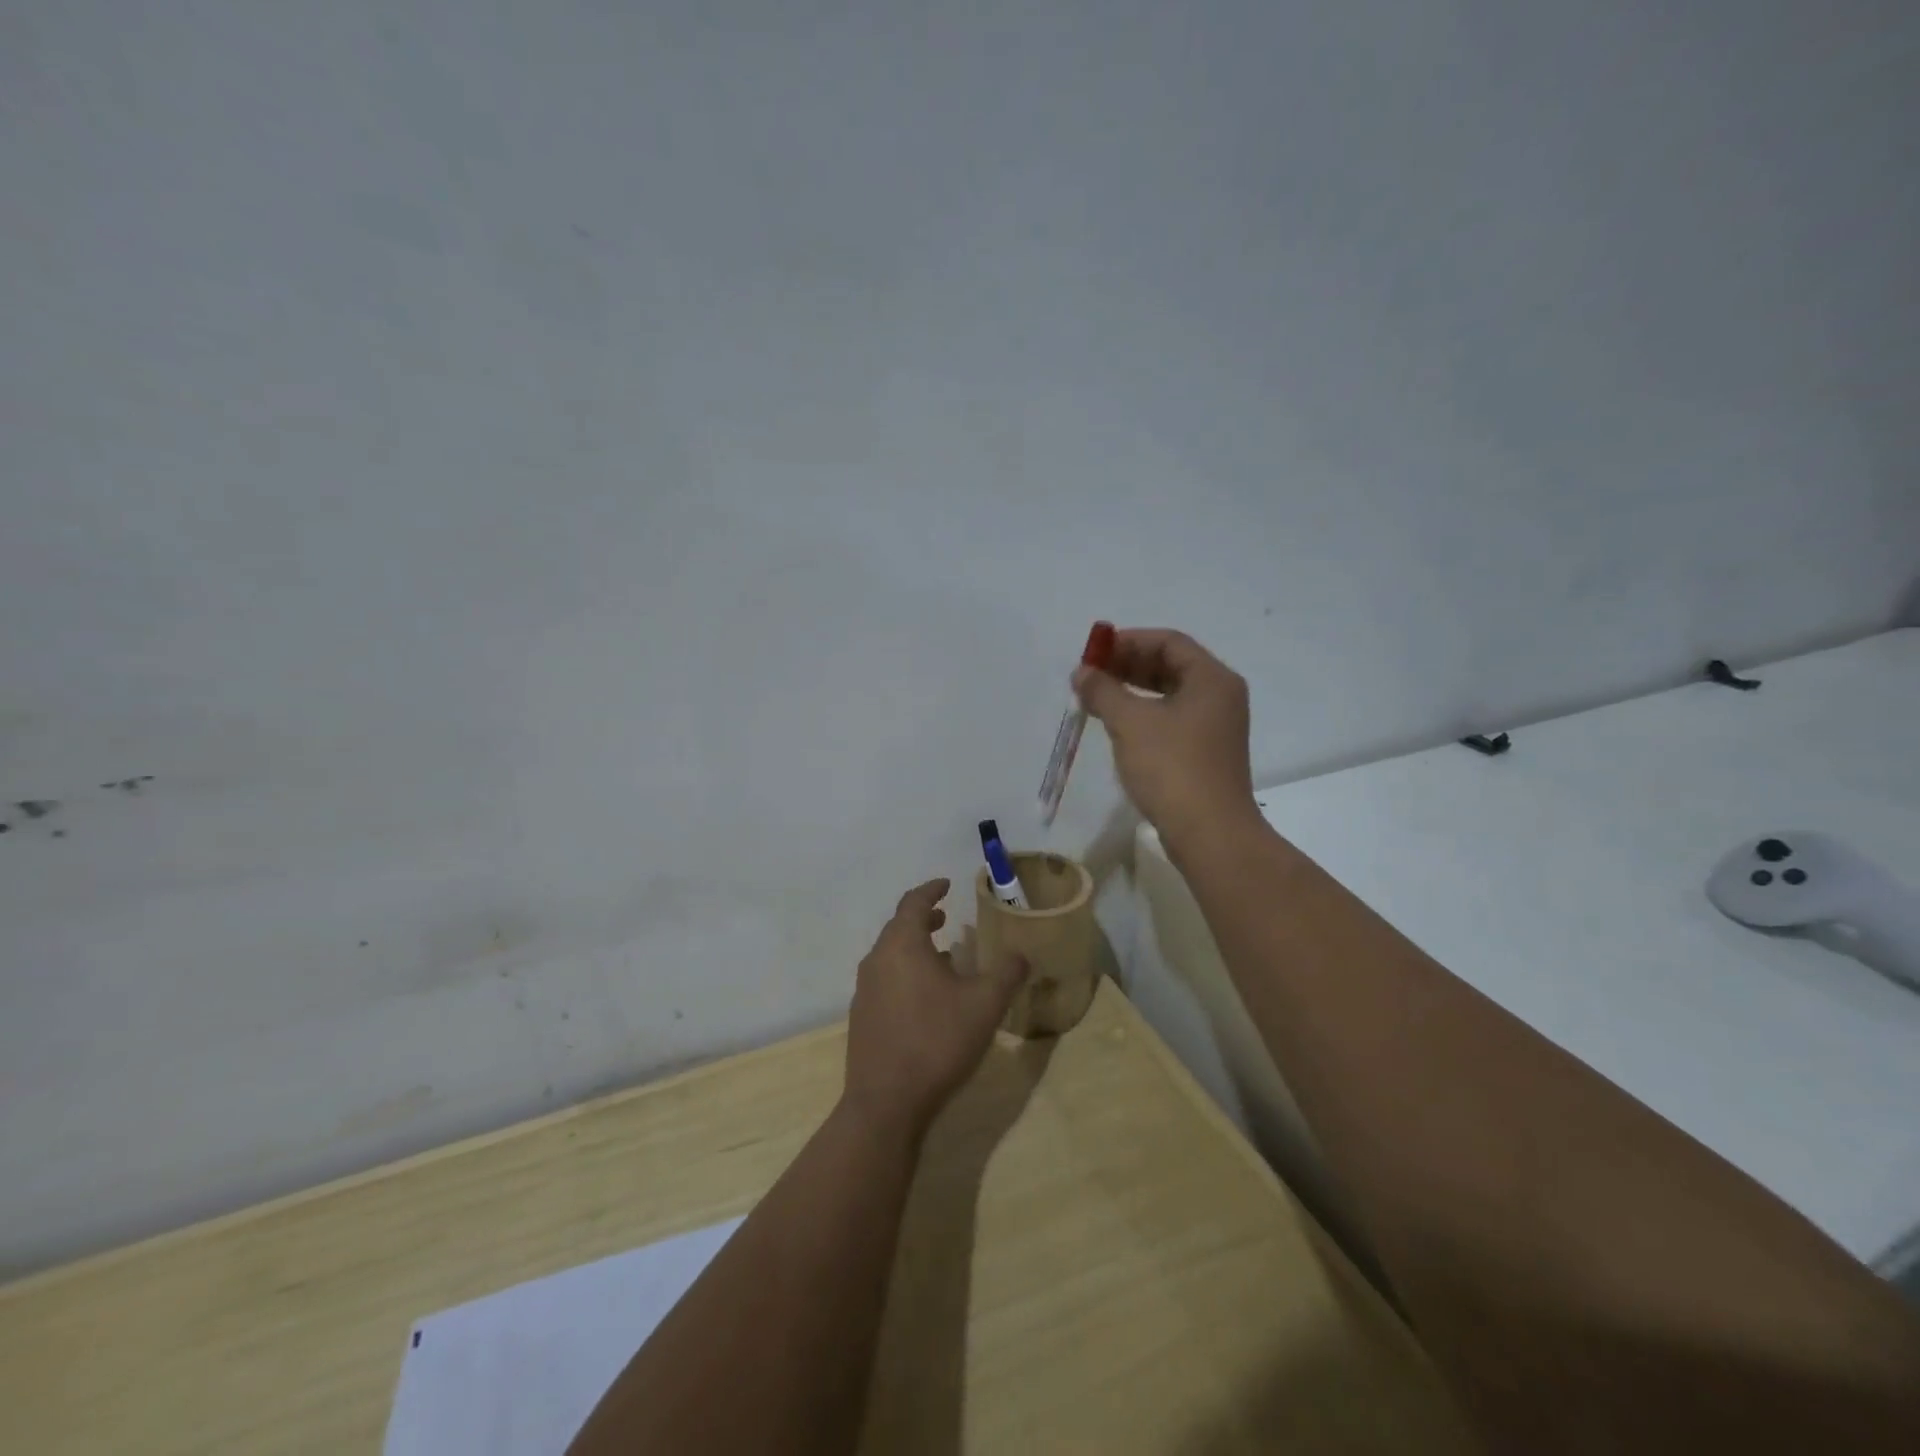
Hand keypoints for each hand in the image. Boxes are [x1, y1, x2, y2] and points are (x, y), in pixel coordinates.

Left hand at [842, 879, 1030, 1136]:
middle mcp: (877, 960)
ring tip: (942, 958)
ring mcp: (864, 991)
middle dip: (923, 919)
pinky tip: (926, 998)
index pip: (914, 903)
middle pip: (899, 927)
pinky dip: (905, 973)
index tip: (946, 884)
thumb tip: (1021, 954)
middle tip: (946, 918)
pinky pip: (885, 980)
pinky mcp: (862, 1018)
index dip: (931, 890)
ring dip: (915, 948)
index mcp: (901, 945)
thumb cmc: (936, 1041)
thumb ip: (1007, 973)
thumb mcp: (984, 1005)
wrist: (886, 1103)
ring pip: (891, 955)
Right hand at [1072, 628, 1256, 846]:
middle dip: (1128, 666)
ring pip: (1170, 695)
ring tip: (1097, 699)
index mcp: (1211, 679)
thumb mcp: (1130, 722)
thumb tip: (1082, 673)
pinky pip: (1172, 720)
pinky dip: (1145, 715)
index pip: (1168, 642)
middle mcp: (1220, 696)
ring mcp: (1216, 727)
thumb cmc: (1172, 767)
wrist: (1209, 832)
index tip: (1094, 652)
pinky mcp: (1206, 753)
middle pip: (1171, 666)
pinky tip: (1118, 727)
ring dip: (1133, 692)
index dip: (1128, 641)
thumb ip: (1103, 691)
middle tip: (1091, 675)